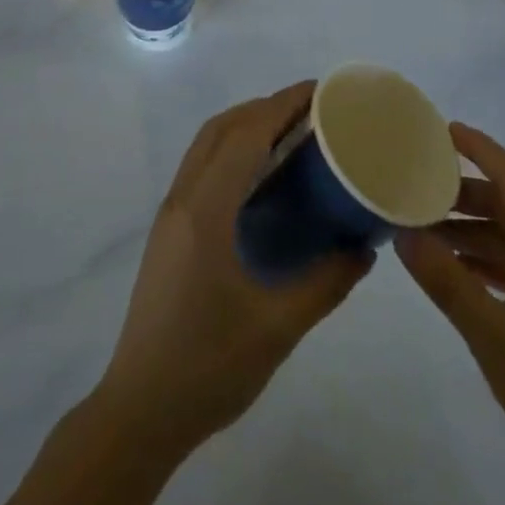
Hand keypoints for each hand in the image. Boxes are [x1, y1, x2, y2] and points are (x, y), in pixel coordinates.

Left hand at [95, 83, 372, 457]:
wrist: (138, 413)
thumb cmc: (207, 368)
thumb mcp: (278, 328)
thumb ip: (326, 284)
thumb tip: (365, 249)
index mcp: (205, 212)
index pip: (245, 135)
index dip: (281, 104)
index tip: (319, 91)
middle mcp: (182, 201)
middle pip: (221, 129)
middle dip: (264, 107)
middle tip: (311, 110)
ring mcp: (170, 216)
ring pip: (206, 146)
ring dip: (245, 126)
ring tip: (291, 133)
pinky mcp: (168, 233)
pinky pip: (201, 169)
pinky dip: (232, 151)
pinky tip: (261, 178)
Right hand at [395, 123, 504, 486]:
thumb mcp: (491, 331)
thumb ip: (445, 279)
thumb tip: (403, 233)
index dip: (476, 147)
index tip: (439, 128)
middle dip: (462, 190)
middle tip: (414, 182)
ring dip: (470, 226)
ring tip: (421, 224)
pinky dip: (485, 254)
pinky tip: (452, 263)